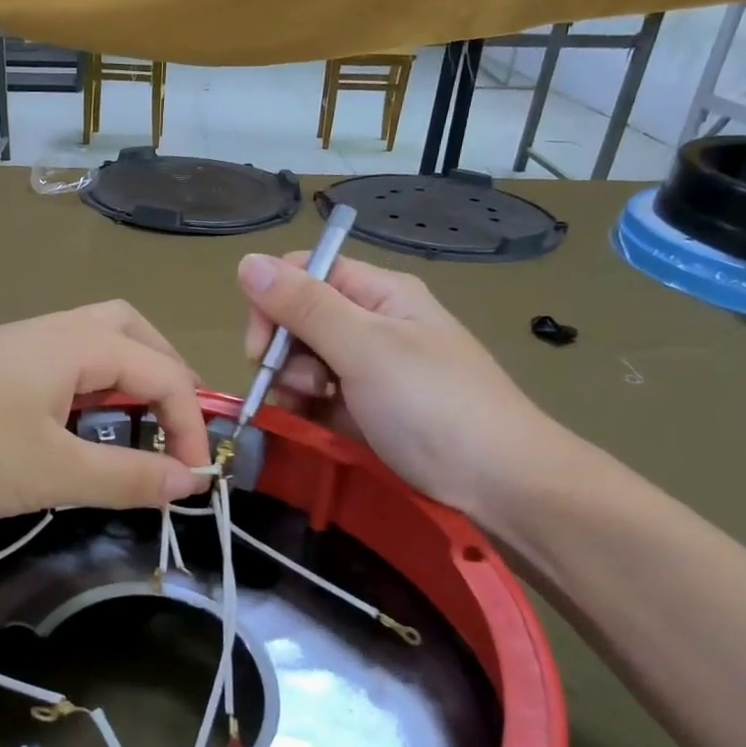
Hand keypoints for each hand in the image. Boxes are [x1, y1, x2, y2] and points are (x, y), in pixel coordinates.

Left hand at [0, 301, 212, 526]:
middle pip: (131, 331)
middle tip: (174, 423)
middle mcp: (52, 329)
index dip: (191, 425)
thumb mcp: (54, 472)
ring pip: (93, 342)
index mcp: (78, 343)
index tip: (193, 480)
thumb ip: (127, 476)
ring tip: (132, 424)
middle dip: (165, 374)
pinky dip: (88, 385)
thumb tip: (189, 482)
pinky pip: (60, 360)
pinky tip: (72, 424)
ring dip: (126, 376)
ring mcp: (16, 342)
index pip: (163, 372)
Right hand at [237, 252, 567, 519]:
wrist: (499, 486)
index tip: (262, 349)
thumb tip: (246, 260)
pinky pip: (316, 397)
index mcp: (379, 293)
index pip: (304, 273)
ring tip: (314, 410)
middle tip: (302, 386)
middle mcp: (371, 323)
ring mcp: (368, 369)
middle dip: (283, 352)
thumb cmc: (433, 405)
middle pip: (298, 319)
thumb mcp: (364, 347)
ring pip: (301, 362)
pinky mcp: (363, 410)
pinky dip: (305, 409)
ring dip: (293, 385)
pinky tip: (313, 426)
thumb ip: (304, 306)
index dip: (273, 302)